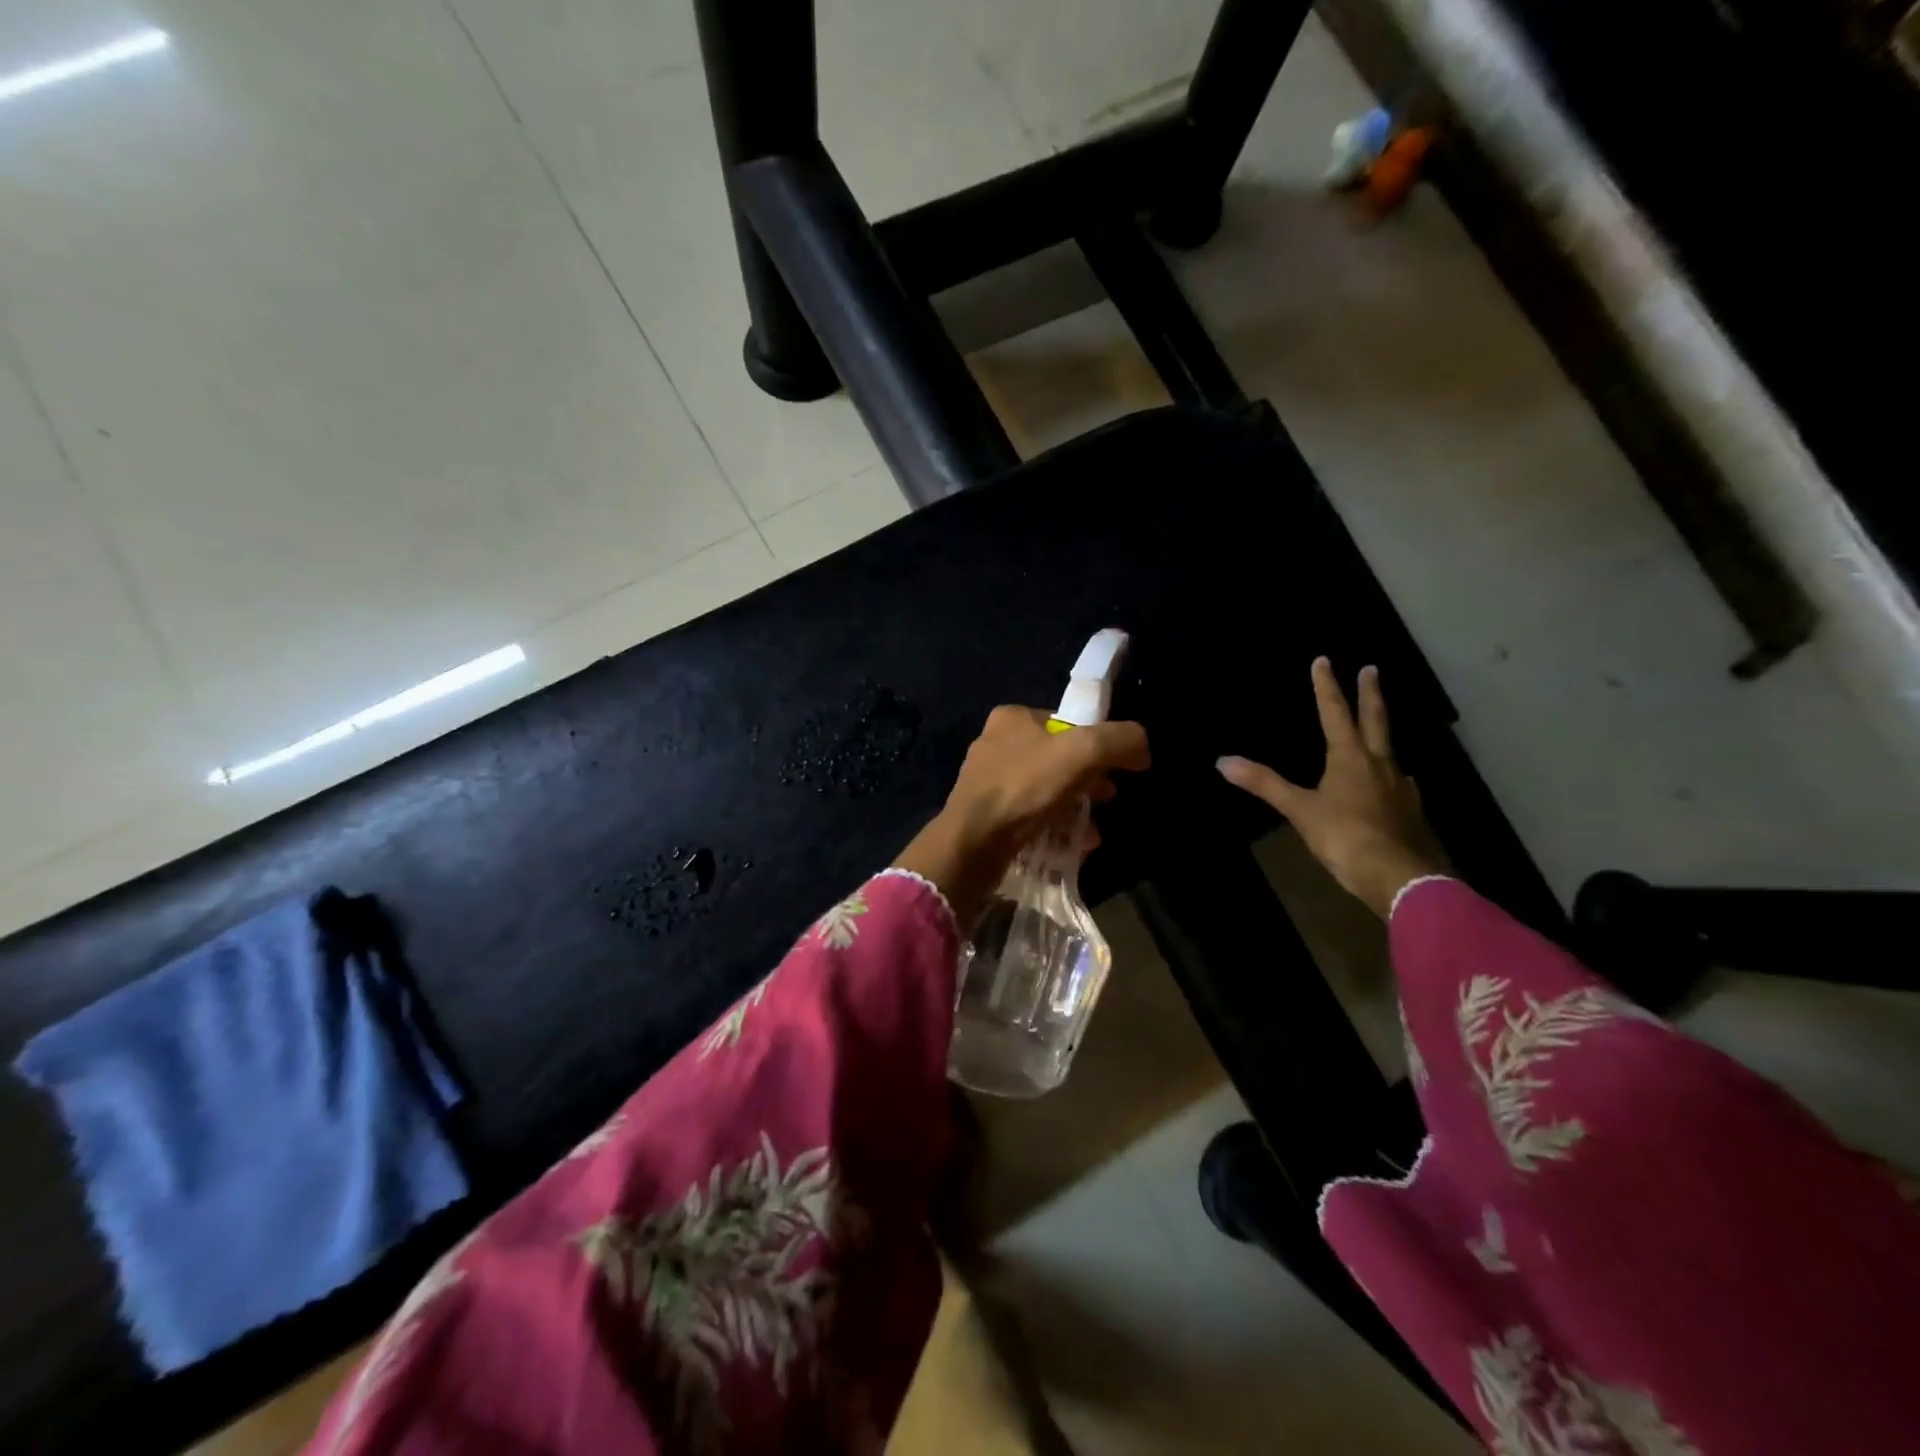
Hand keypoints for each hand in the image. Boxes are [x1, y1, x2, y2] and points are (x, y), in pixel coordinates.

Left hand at [895, 707, 1150, 929]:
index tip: (1116, 771)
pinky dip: (1054, 827)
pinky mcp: (985, 815)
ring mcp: (987, 781)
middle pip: (1058, 759)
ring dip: (1075, 809)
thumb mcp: (1083, 752)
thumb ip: (1120, 740)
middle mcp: (995, 744)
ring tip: (1092, 832)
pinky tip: (1071, 846)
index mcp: (1012, 718)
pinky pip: (1030, 816)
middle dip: (1089, 781)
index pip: (1067, 724)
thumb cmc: (1025, 788)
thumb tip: (1141, 746)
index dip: (1097, 746)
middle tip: (1107, 800)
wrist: (973, 842)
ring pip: (1046, 791)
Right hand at [1218, 658, 1443, 917]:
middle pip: (1375, 721)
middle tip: (1372, 669)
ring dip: (1382, 735)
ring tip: (1376, 733)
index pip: (1335, 713)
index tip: (1323, 660)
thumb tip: (1223, 761)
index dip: (1326, 687)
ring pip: (1391, 752)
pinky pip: (1399, 783)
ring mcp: (1400, 787)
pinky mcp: (1411, 811)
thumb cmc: (1344, 837)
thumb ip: (1264, 784)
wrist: (1399, 877)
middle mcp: (1379, 764)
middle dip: (1371, 694)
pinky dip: (1391, 776)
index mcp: (1350, 758)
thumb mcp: (1299, 810)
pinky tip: (1392, 785)